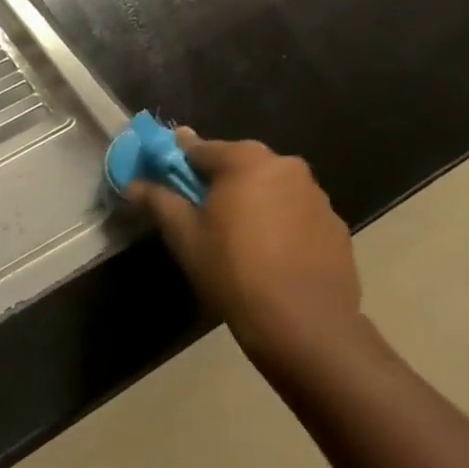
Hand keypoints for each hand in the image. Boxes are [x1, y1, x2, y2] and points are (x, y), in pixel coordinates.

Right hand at [128, 129, 361, 362]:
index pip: (201, 148)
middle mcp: (287, 167)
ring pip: (270, 187)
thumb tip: (134, 184)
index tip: (162, 173)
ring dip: (249, 200)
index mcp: (247, 161)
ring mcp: (317, 196)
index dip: (177, 160)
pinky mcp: (334, 225)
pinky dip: (277, 221)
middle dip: (216, 180)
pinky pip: (294, 212)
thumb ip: (158, 200)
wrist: (301, 319)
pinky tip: (266, 253)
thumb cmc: (231, 269)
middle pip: (240, 164)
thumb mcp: (183, 235)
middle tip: (198, 209)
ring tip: (234, 235)